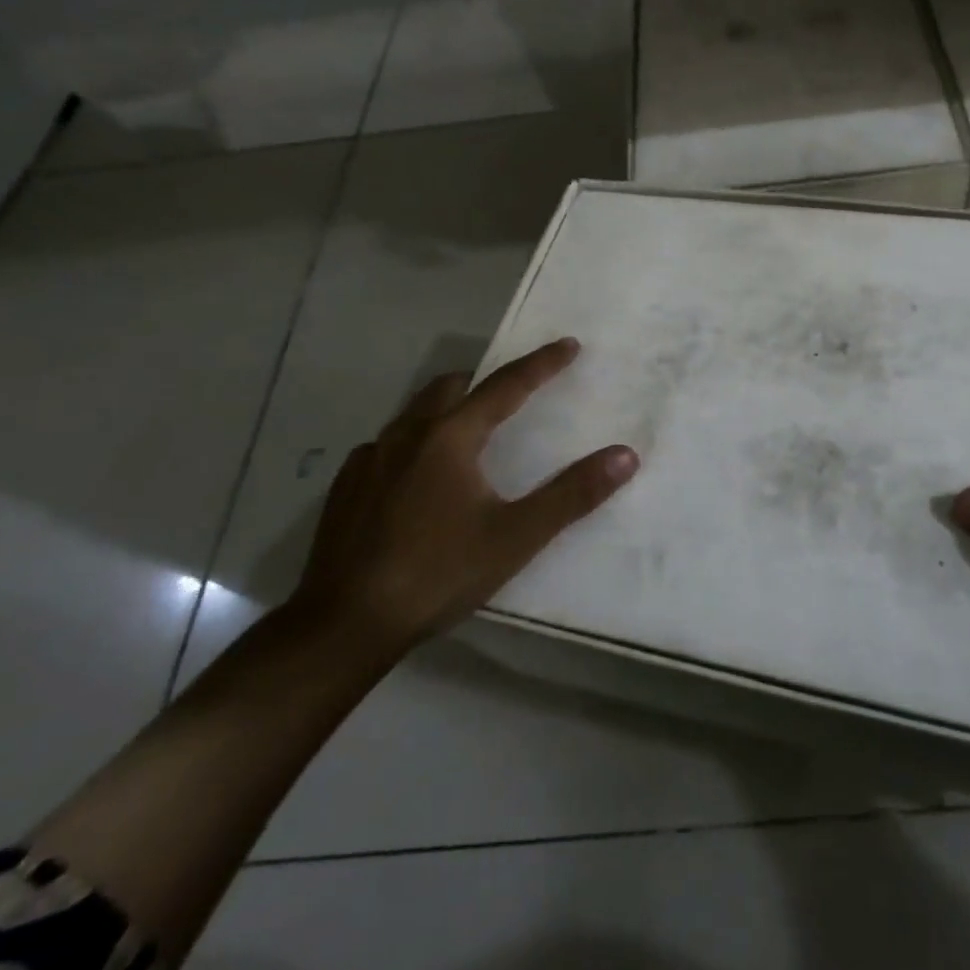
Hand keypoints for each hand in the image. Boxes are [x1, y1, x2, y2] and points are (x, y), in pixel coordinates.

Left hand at [288, 337, 638, 659]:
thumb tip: (625, 455)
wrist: (344, 624)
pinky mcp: (346, 486)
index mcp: (450, 438)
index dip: (541, 364)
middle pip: (451, 388)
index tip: (568, 345)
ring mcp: (369, 459)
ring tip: (469, 431)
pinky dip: (414, 442)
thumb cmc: (438, 574)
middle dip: (486, 381)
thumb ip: (572, 494)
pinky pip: (387, 445)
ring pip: (415, 413)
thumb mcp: (516, 537)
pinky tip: (417, 476)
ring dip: (447, 409)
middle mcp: (407, 435)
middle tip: (513, 391)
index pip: (506, 386)